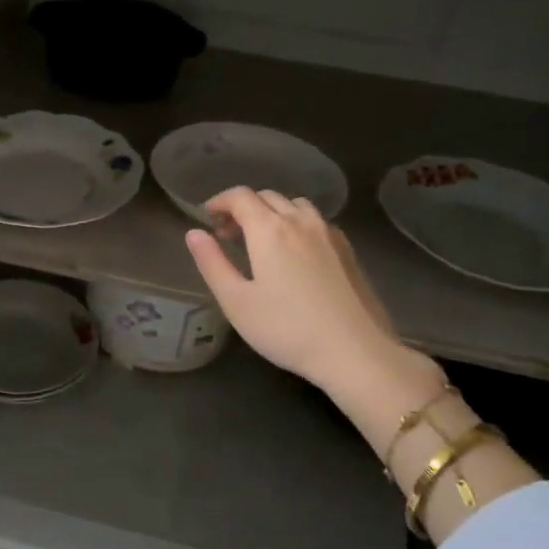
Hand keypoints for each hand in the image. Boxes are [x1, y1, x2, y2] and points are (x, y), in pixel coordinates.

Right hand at [186, 188, 441, 415]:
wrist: (355, 351)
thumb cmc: (286, 329)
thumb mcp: (236, 301)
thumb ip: (212, 263)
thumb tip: (194, 233)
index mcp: (269, 229)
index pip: (240, 196)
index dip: (219, 202)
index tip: (207, 218)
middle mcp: (300, 221)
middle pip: (267, 197)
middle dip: (243, 208)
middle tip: (228, 235)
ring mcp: (329, 233)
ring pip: (295, 205)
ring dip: (272, 212)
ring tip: (262, 241)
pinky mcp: (348, 250)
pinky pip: (316, 222)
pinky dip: (297, 224)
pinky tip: (295, 253)